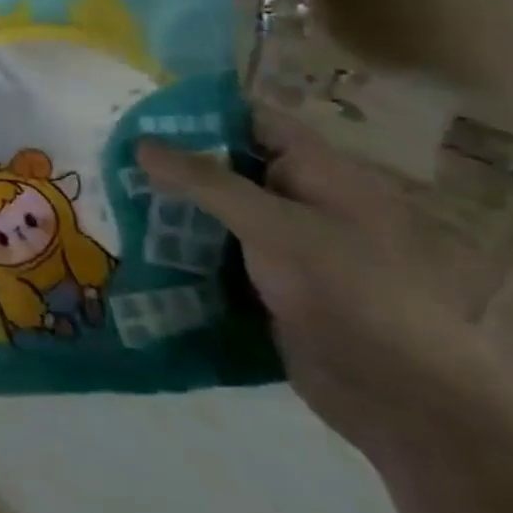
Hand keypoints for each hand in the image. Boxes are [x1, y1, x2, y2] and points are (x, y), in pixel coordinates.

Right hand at [137, 111, 512, 467]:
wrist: (403, 400)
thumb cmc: (350, 292)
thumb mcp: (273, 226)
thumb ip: (204, 181)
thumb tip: (140, 142)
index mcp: (321, 174)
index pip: (254, 122)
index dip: (201, 112)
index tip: (139, 114)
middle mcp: (304, 203)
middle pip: (230, 167)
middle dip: (174, 164)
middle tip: (110, 157)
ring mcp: (287, 249)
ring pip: (218, 214)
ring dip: (172, 209)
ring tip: (109, 197)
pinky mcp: (271, 288)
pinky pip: (218, 256)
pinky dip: (183, 250)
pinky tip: (135, 246)